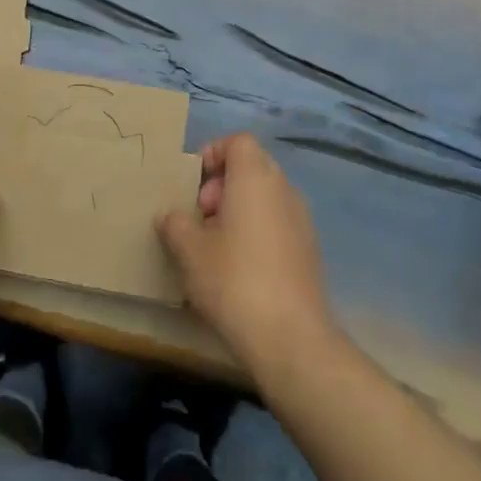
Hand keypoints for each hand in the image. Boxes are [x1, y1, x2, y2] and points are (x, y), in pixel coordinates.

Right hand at [157, 134, 337, 376]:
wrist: (290, 338)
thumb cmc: (234, 280)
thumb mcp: (188, 250)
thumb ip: (175, 223)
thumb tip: (172, 216)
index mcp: (255, 178)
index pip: (238, 142)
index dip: (213, 153)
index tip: (193, 183)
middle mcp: (284, 190)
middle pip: (252, 167)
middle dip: (222, 184)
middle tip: (200, 216)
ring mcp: (301, 221)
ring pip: (265, 197)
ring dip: (238, 209)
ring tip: (214, 244)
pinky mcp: (309, 250)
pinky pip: (277, 222)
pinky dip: (256, 230)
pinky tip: (238, 267)